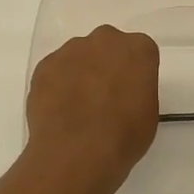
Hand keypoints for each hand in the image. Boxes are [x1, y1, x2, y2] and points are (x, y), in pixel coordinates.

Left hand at [25, 26, 160, 190]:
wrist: (76, 153)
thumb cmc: (124, 136)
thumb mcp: (148, 113)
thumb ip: (138, 90)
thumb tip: (122, 91)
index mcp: (138, 49)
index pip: (141, 53)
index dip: (135, 74)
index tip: (130, 93)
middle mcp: (105, 40)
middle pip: (108, 47)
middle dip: (106, 65)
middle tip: (104, 97)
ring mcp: (71, 50)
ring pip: (79, 57)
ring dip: (80, 73)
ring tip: (77, 108)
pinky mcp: (44, 65)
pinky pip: (55, 71)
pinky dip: (57, 85)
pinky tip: (59, 111)